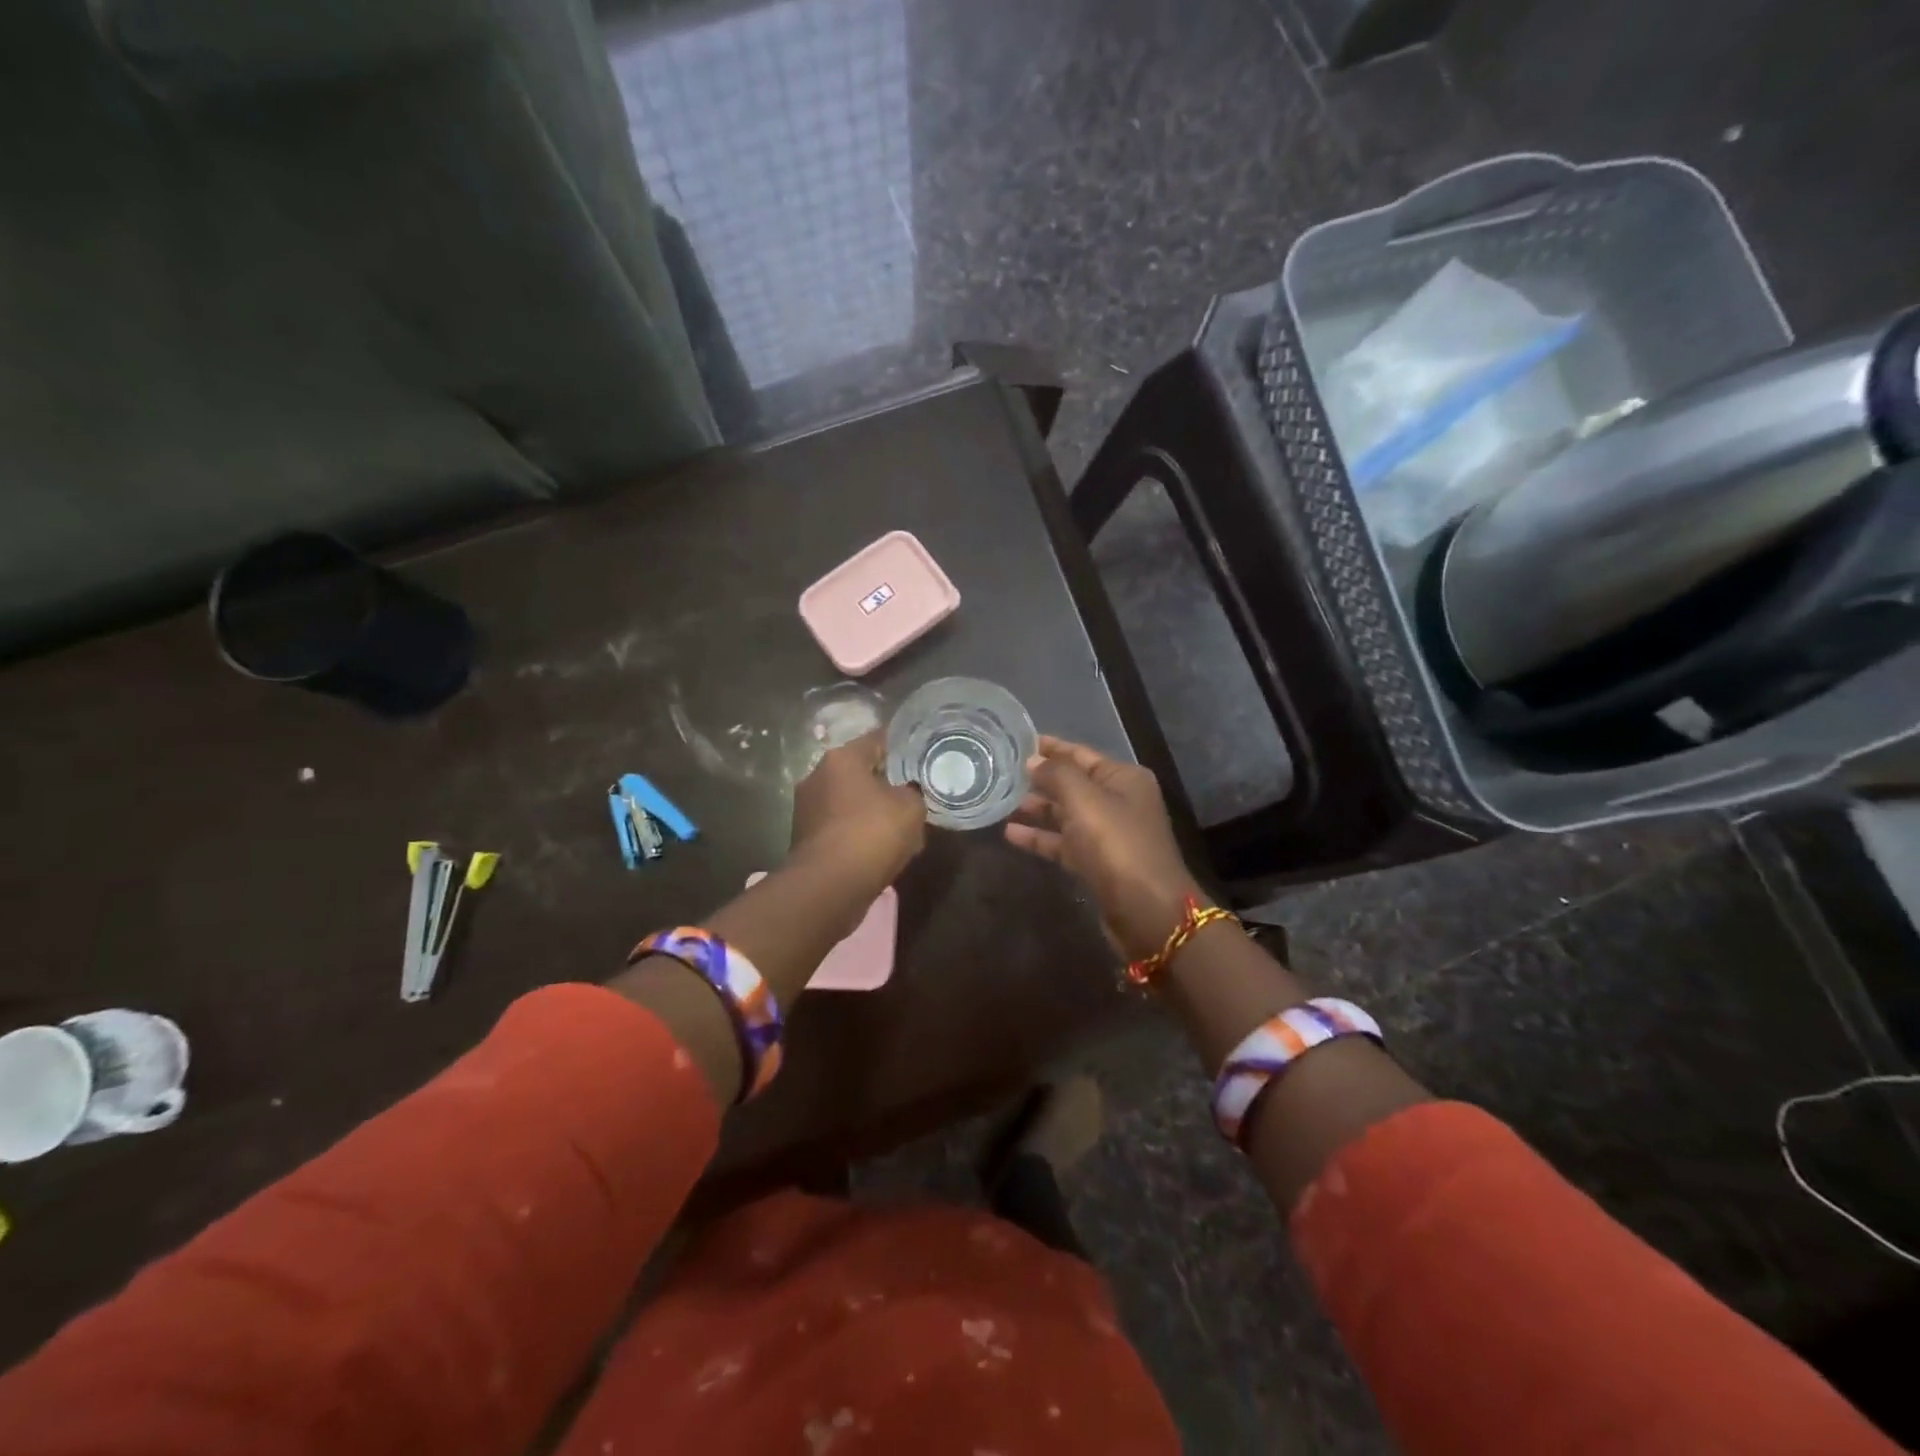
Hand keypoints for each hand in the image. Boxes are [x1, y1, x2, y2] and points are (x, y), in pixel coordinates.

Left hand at [789, 729, 926, 894]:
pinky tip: (878, 846)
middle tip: (913, 792)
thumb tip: (908, 792)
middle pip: (860, 771)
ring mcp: (807, 808)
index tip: (922, 755)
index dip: (903, 746)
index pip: (877, 740)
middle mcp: (818, 776)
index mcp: (842, 758)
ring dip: (871, 808)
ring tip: (899, 824)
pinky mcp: (805, 837)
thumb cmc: (871, 834)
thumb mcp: (911, 808)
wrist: (828, 887)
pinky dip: (858, 831)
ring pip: (849, 800)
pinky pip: (840, 825)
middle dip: (886, 781)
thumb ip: (914, 792)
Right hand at [1005, 736, 1201, 960]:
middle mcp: (1119, 802)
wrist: (1147, 912)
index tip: (1017, 741)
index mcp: (1123, 779)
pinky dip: (1040, 838)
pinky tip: (1010, 834)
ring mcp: (1109, 835)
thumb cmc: (1117, 846)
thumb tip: (1032, 760)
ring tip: (999, 802)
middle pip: (1072, 784)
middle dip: (1038, 779)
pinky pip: (1064, 843)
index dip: (1050, 747)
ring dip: (1036, 809)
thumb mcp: (1085, 801)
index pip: (1081, 754)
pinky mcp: (1097, 863)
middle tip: (1000, 773)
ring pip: (1065, 814)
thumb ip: (1056, 775)